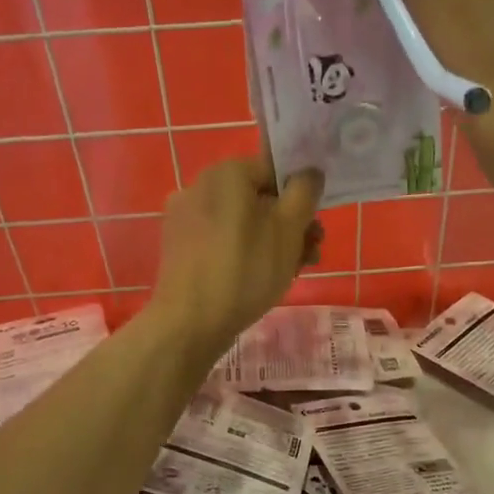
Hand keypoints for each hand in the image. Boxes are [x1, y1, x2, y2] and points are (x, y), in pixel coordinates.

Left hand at [148, 156, 323, 362]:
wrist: (190, 322)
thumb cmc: (245, 270)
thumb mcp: (289, 229)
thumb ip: (305, 192)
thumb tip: (309, 172)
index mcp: (226, 172)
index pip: (276, 171)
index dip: (301, 198)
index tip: (314, 229)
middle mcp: (200, 185)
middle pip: (259, 198)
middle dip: (289, 225)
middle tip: (309, 256)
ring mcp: (185, 217)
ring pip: (241, 222)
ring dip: (271, 242)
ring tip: (290, 273)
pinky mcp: (179, 246)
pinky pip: (221, 240)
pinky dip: (243, 253)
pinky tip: (256, 280)